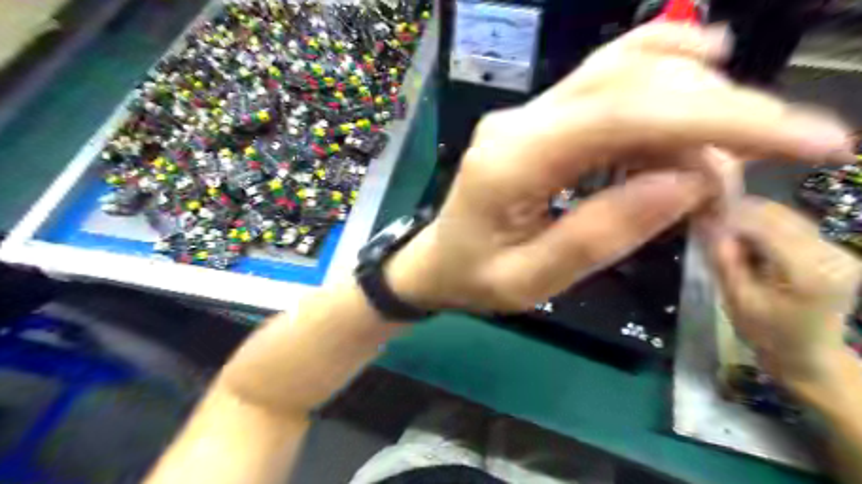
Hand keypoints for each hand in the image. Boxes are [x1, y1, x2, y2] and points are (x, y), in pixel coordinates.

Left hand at [388, 23, 849, 310]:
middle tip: (748, 174)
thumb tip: (689, 182)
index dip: (716, 118)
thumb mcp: (531, 281)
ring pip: (622, 72)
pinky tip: (695, 84)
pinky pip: (604, 84)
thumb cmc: (474, 280)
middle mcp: (519, 122)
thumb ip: (603, 234)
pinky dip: (660, 81)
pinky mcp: (537, 120)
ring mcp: (526, 114)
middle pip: (629, 82)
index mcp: (510, 162)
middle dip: (713, 114)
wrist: (436, 262)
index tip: (808, 139)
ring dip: (692, 100)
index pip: (622, 115)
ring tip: (719, 159)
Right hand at [703, 198, 857, 390]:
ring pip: (787, 217)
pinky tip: (746, 238)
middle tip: (708, 221)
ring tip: (724, 230)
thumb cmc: (768, 334)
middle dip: (740, 214)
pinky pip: (794, 226)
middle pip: (779, 216)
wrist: (809, 356)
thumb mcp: (737, 299)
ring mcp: (839, 251)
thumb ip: (724, 260)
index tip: (701, 215)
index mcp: (811, 271)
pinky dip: (765, 226)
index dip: (731, 216)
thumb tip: (708, 224)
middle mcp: (833, 254)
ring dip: (752, 218)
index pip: (765, 227)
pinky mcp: (835, 251)